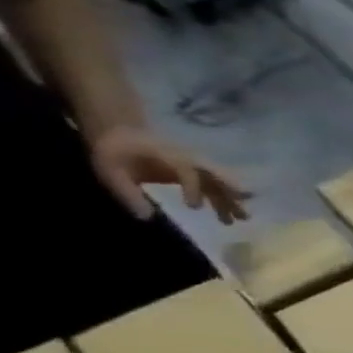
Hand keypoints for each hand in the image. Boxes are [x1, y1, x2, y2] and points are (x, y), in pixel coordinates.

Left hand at [88, 126, 250, 223]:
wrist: (121, 133)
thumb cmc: (114, 151)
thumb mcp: (109, 170)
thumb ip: (126, 192)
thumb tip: (146, 217)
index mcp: (169, 156)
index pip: (187, 171)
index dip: (193, 188)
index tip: (193, 208)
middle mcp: (189, 160)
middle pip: (215, 176)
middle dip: (230, 194)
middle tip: (243, 213)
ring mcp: (195, 166)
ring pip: (219, 183)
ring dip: (231, 200)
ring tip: (241, 219)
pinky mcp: (196, 173)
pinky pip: (215, 185)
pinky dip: (225, 198)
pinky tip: (229, 212)